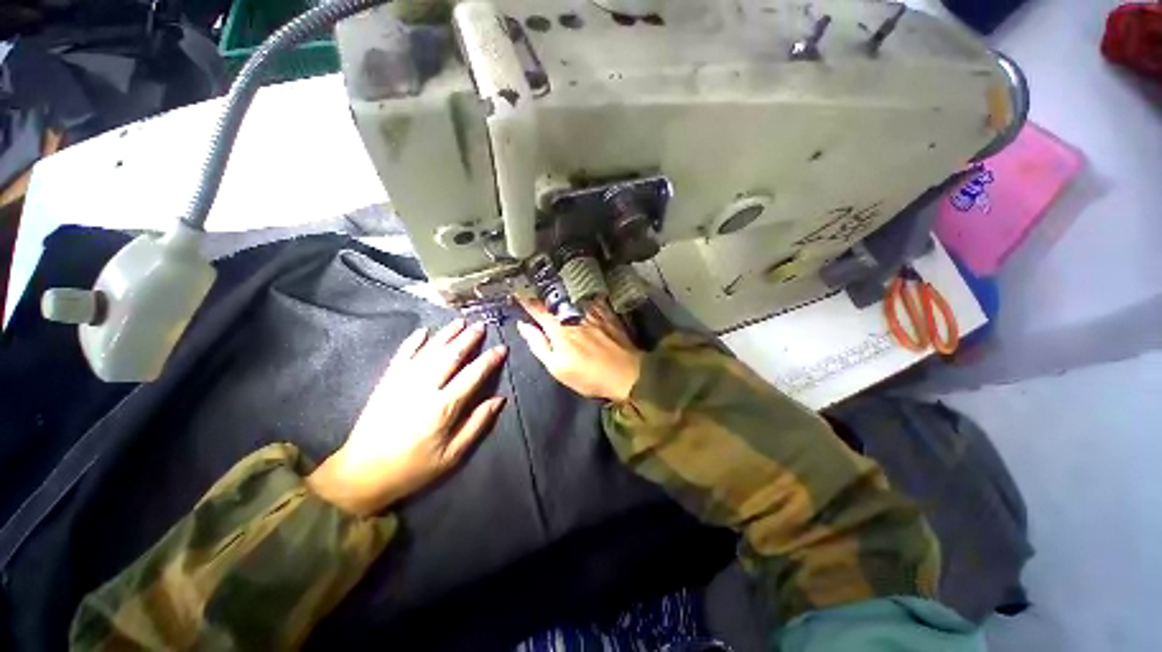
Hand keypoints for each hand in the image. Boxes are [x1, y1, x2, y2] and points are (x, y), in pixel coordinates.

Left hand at [307, 320, 506, 515]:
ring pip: (429, 350)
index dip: (489, 360)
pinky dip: (413, 341)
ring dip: (446, 334)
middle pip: (450, 356)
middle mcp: (423, 388)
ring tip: (461, 321)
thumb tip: (499, 400)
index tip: (502, 348)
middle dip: (468, 339)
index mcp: (442, 407)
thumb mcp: (452, 455)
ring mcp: (401, 382)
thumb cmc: (413, 467)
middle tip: (482, 325)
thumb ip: (477, 424)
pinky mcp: (386, 382)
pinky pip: (401, 355)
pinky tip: (423, 331)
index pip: (472, 376)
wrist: (361, 474)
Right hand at [516, 298, 643, 402]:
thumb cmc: (588, 375)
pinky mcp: (607, 312)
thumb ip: (538, 344)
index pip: (537, 309)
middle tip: (533, 286)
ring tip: (553, 285)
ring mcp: (592, 311)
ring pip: (572, 295)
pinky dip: (581, 293)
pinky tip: (579, 291)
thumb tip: (523, 325)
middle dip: (542, 292)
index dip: (525, 300)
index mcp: (558, 328)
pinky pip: (591, 297)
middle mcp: (574, 314)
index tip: (516, 293)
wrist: (626, 374)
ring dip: (560, 290)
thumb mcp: (557, 367)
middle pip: (554, 299)